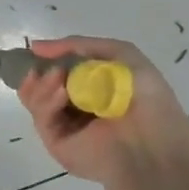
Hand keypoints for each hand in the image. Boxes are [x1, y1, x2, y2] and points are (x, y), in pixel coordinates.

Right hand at [18, 37, 188, 184]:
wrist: (154, 144)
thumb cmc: (145, 98)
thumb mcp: (121, 54)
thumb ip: (80, 45)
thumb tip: (36, 47)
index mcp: (91, 87)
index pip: (56, 69)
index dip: (46, 59)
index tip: (37, 50)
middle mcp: (74, 106)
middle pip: (38, 84)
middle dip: (39, 71)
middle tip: (52, 68)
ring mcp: (63, 125)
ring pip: (34, 99)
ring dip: (42, 84)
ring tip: (58, 77)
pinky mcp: (56, 143)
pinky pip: (41, 118)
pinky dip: (47, 102)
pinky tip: (62, 94)